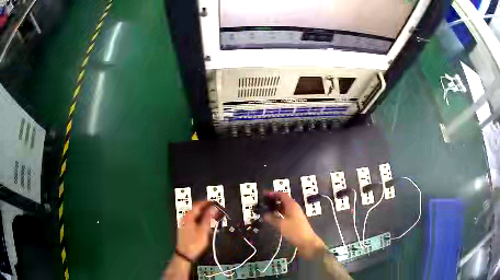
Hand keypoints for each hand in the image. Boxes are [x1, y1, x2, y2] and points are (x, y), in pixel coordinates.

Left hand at [176, 201, 218, 260]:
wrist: (185, 254)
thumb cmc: (194, 243)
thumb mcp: (203, 231)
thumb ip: (208, 219)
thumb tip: (214, 208)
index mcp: (188, 216)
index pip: (198, 205)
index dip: (207, 202)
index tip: (216, 203)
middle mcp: (185, 217)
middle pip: (196, 208)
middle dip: (206, 207)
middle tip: (216, 209)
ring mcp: (184, 222)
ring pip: (195, 214)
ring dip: (204, 213)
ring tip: (213, 216)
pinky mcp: (185, 227)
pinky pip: (194, 219)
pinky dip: (201, 218)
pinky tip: (206, 223)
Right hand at [263, 192, 324, 259]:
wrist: (307, 241)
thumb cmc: (294, 231)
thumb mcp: (281, 224)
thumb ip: (272, 218)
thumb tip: (264, 214)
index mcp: (292, 205)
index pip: (282, 195)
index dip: (274, 194)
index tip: (265, 195)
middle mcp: (294, 208)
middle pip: (284, 200)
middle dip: (274, 200)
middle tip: (264, 203)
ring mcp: (295, 214)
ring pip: (284, 207)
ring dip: (276, 207)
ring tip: (266, 210)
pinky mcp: (295, 221)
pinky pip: (286, 213)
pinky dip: (279, 213)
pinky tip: (273, 218)